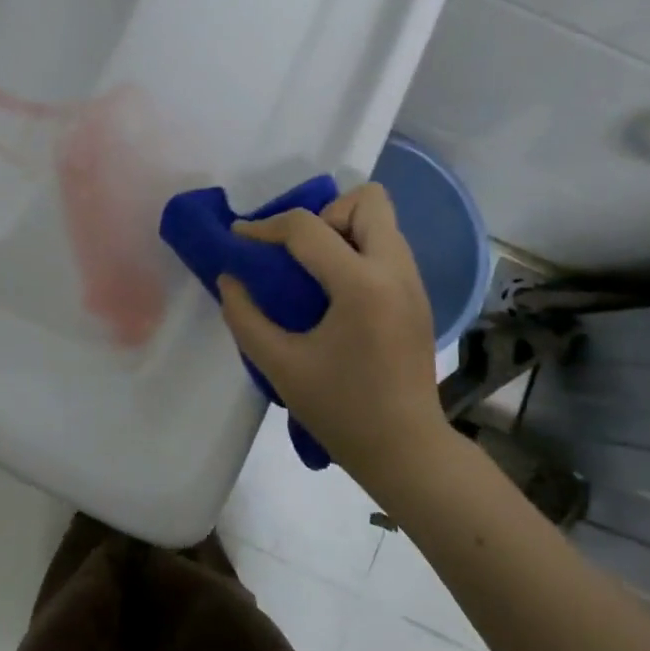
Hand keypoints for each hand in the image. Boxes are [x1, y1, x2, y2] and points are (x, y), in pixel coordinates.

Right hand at [218, 183, 447, 481]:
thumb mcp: (280, 366)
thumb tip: (230, 279)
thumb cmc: (341, 411)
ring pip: (381, 221)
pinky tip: (336, 293)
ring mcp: (414, 282)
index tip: (239, 239)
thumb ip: (245, 317)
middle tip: (298, 254)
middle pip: (367, 200)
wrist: (406, 450)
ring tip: (313, 272)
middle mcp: (395, 270)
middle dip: (324, 214)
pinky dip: (358, 251)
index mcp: (362, 285)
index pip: (308, 228)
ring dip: (343, 231)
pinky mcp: (419, 297)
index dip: (265, 228)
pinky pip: (387, 247)